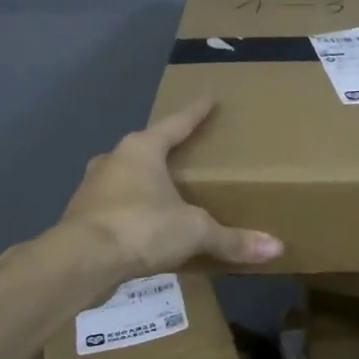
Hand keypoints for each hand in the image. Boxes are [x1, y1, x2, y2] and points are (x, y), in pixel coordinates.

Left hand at [55, 99, 283, 279]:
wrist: (80, 261)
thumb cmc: (142, 227)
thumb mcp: (194, 231)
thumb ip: (232, 239)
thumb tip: (277, 248)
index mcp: (141, 150)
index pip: (176, 124)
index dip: (195, 113)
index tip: (209, 97)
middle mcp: (113, 161)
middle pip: (144, 149)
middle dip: (163, 152)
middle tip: (184, 155)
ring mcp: (92, 189)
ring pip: (124, 179)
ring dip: (143, 184)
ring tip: (165, 195)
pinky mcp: (81, 218)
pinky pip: (114, 208)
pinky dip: (131, 213)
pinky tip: (143, 228)